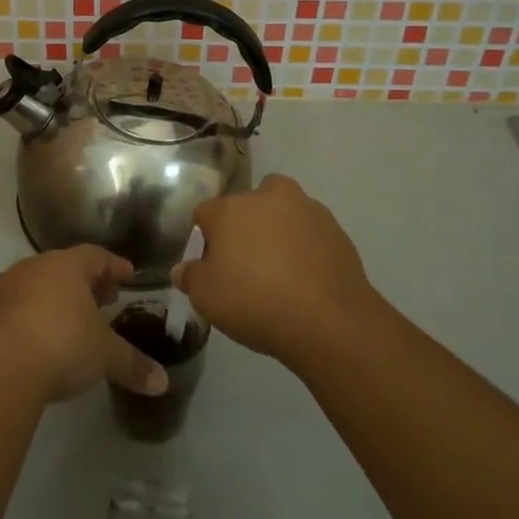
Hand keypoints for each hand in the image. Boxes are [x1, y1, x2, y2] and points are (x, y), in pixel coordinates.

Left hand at [0, 246, 168, 404]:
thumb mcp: (104, 356)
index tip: (128, 275)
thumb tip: (163, 382)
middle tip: (101, 300)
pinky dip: (21, 321)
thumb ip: (133, 365)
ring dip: (49, 301)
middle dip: (83, 284)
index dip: (114, 266)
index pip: (96, 256)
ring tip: (65, 323)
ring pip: (31, 287)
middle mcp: (31, 269)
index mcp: (66, 267)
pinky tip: (28, 345)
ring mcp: (0, 290)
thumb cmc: (60, 345)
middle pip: (62, 269)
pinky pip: (6, 312)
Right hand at [175, 173, 378, 364]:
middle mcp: (266, 197)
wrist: (328, 320)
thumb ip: (191, 278)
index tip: (210, 263)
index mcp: (230, 208)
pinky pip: (310, 232)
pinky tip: (305, 277)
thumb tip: (183, 269)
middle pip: (247, 203)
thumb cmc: (255, 302)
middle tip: (246, 261)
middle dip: (244, 224)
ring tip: (280, 268)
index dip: (205, 237)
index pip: (205, 212)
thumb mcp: (207, 298)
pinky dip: (305, 246)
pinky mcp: (335, 229)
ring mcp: (305, 209)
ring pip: (282, 211)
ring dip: (278, 229)